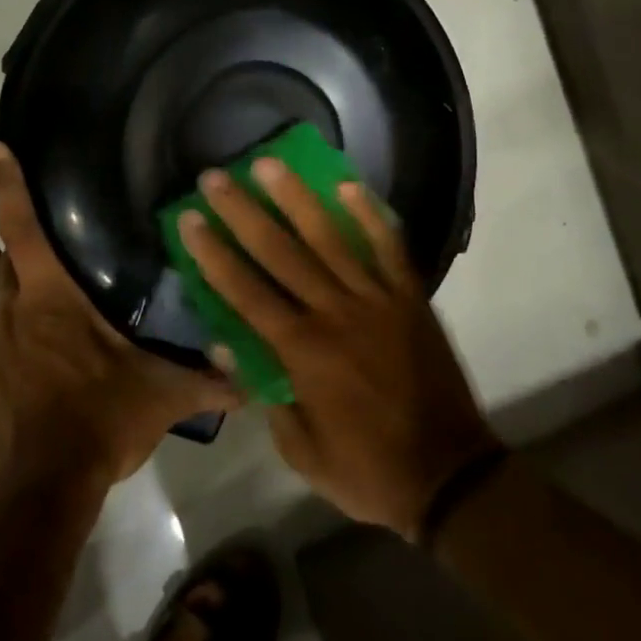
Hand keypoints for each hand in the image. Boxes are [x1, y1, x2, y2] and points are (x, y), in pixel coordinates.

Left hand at [0, 143, 242, 493]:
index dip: (9, 187)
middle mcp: (15, 316)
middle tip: (15, 234)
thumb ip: (209, 382)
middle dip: (11, 246)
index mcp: (53, 300)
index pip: (25, 230)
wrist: (47, 485)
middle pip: (7, 267)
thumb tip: (255, 381)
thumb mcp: (163, 395)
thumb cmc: (103, 419)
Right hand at [178, 159, 502, 539]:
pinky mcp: (411, 299)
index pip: (246, 292)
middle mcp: (336, 314)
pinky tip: (347, 184)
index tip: (190, 220)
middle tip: (216, 177)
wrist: (450, 476)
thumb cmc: (367, 471)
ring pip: (330, 238)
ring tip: (270, 164)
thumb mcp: (301, 451)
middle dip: (243, 213)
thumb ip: (264, 394)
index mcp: (303, 353)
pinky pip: (389, 248)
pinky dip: (369, 215)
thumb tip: (224, 344)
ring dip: (296, 198)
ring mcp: (377, 300)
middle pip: (281, 253)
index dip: (214, 254)